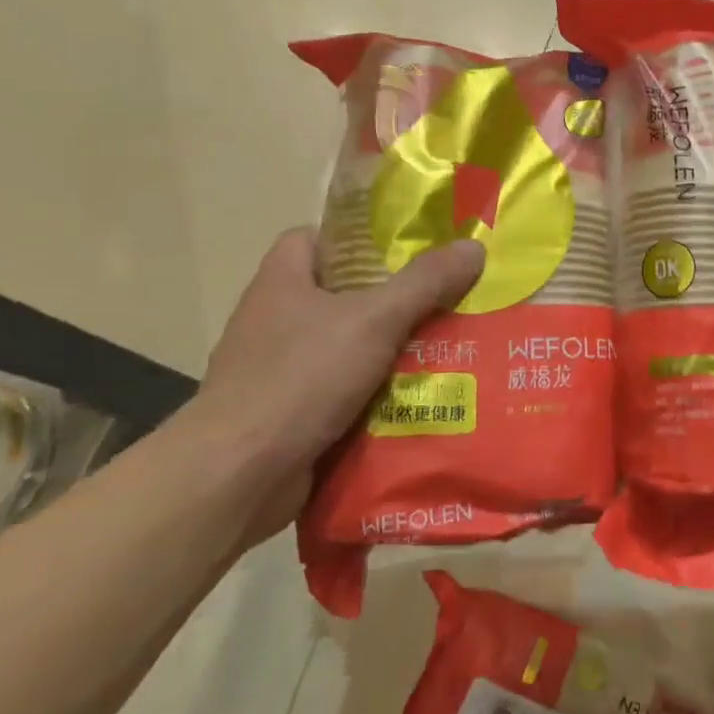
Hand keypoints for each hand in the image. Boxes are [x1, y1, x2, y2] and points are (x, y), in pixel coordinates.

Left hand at [194, 229, 483, 539]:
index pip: (313, 239)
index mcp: (282, 282)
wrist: (239, 475)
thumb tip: (474, 247)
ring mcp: (278, 371)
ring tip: (445, 349)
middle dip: (391, 300)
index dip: (356, 238)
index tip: (404, 250)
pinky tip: (417, 399)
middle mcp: (274, 321)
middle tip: (444, 301)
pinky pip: (342, 392)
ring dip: (388, 352)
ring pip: (346, 347)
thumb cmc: (301, 377)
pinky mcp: (287, 415)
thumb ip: (425, 282)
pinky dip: (374, 395)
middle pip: (339, 295)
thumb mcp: (374, 320)